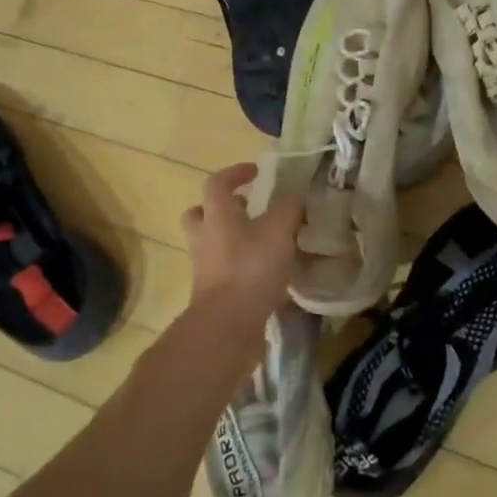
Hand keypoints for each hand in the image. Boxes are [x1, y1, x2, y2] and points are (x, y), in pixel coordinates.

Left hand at [180, 163, 304, 339]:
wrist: (227, 324)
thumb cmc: (251, 268)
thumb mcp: (279, 230)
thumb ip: (289, 209)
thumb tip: (296, 196)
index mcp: (217, 214)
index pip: (217, 183)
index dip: (235, 173)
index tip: (255, 172)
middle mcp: (204, 237)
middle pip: (200, 213)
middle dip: (221, 208)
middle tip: (245, 209)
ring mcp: (204, 266)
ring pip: (211, 243)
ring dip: (231, 238)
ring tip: (260, 242)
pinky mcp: (211, 293)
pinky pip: (221, 269)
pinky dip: (238, 266)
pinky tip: (263, 272)